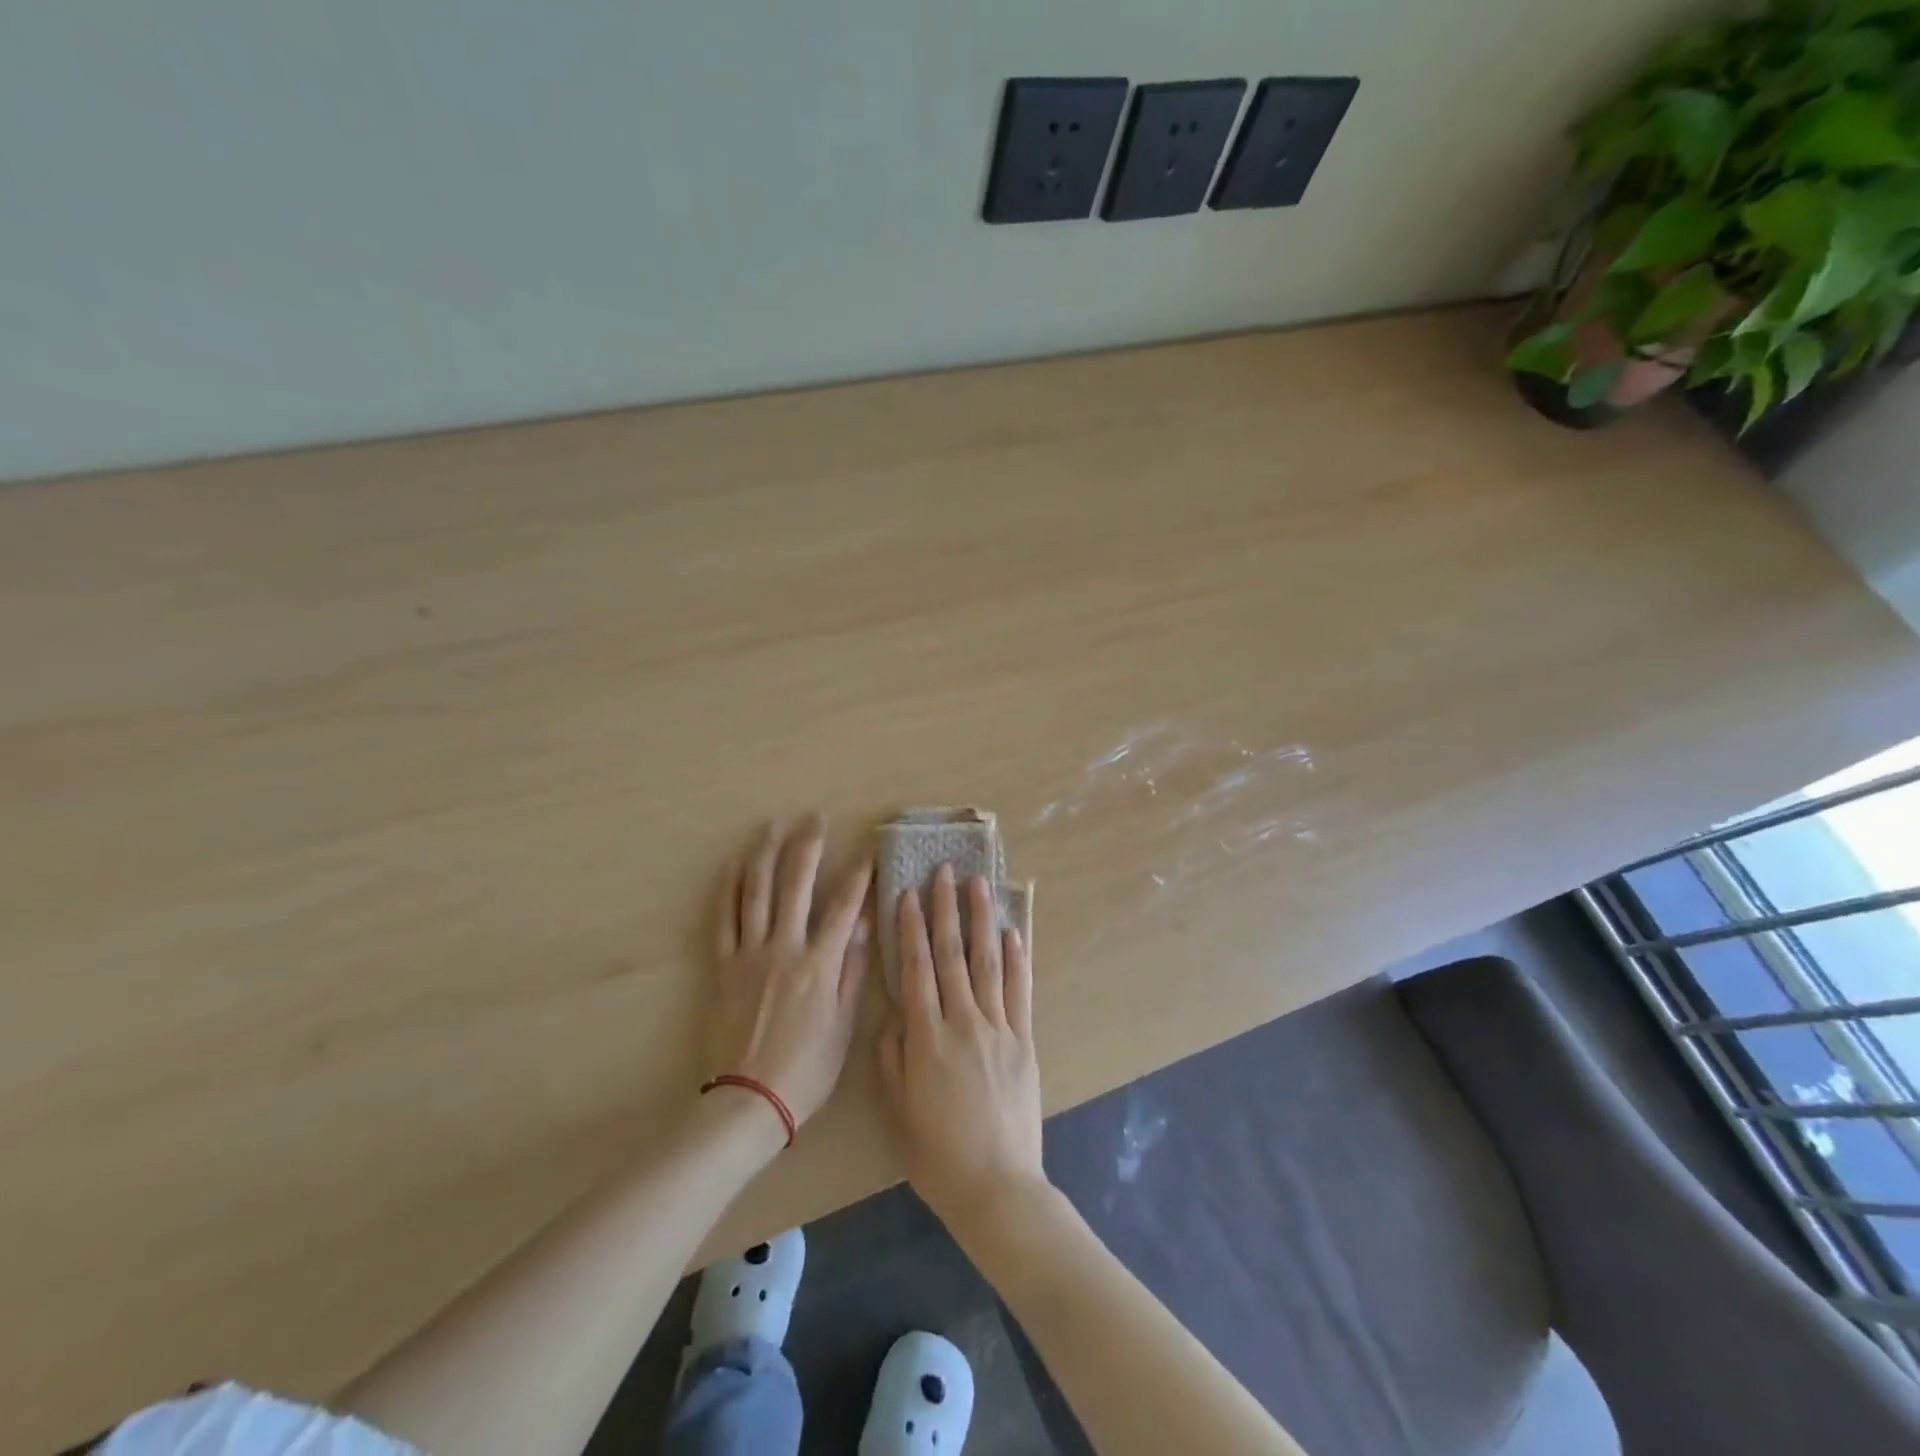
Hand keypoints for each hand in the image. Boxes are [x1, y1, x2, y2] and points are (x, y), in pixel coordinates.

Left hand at [709, 816, 872, 1127]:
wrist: (747, 1101)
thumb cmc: (806, 1069)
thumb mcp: (843, 1026)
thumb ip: (853, 971)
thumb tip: (863, 926)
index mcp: (819, 964)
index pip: (844, 907)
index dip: (859, 875)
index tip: (868, 850)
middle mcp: (784, 948)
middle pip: (796, 885)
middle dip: (808, 847)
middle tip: (815, 818)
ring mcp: (750, 954)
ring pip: (756, 892)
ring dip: (766, 854)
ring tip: (774, 825)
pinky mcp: (724, 966)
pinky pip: (725, 918)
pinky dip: (730, 887)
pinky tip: (736, 864)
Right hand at [877, 864, 1046, 1230]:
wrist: (997, 1187)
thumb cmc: (937, 1153)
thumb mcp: (898, 1108)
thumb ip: (892, 1055)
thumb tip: (894, 1013)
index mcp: (927, 1037)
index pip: (916, 968)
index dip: (912, 928)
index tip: (910, 893)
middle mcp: (963, 1021)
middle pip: (952, 955)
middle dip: (947, 909)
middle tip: (946, 871)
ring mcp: (999, 1028)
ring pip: (988, 962)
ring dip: (982, 920)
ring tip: (980, 884)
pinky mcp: (1024, 1041)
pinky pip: (1020, 990)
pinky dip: (1017, 958)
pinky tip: (1013, 931)